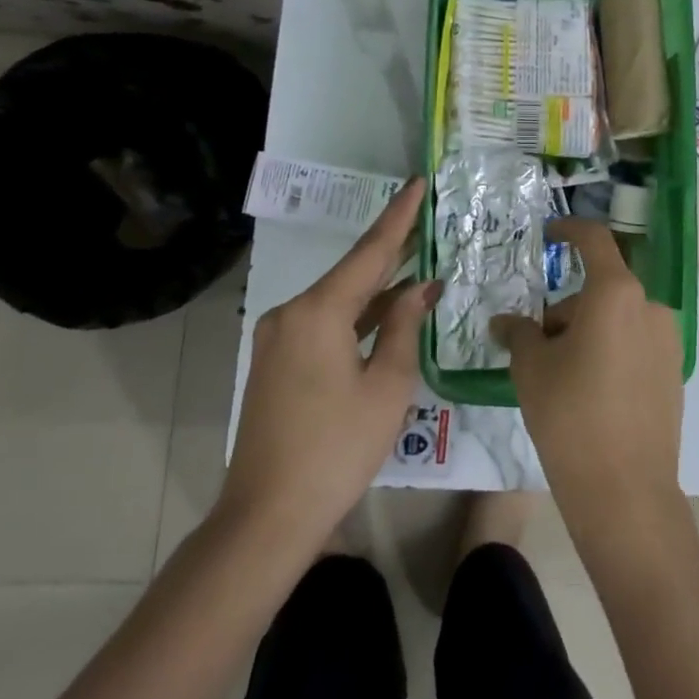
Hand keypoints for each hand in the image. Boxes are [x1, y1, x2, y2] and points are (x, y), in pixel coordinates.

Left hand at [219, 179, 435, 556]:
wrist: (268, 515)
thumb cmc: (337, 449)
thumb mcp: (387, 386)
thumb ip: (403, 327)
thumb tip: (420, 288)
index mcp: (318, 312)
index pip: (370, 252)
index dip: (400, 218)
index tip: (419, 183)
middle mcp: (291, 313)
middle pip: (352, 272)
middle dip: (393, 248)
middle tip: (429, 219)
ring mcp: (279, 338)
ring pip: (339, 299)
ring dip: (378, 286)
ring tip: (421, 261)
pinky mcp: (278, 361)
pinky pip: (325, 323)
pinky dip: (358, 314)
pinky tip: (389, 309)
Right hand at [493, 219, 685, 546]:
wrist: (624, 489)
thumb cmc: (570, 415)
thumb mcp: (532, 368)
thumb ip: (519, 333)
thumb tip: (504, 322)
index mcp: (616, 294)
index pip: (594, 240)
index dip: (570, 229)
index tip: (549, 234)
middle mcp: (650, 306)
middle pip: (601, 289)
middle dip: (567, 308)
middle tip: (536, 345)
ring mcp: (668, 340)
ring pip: (618, 318)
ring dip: (588, 330)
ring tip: (561, 374)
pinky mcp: (674, 370)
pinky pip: (635, 343)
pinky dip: (611, 349)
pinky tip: (591, 390)